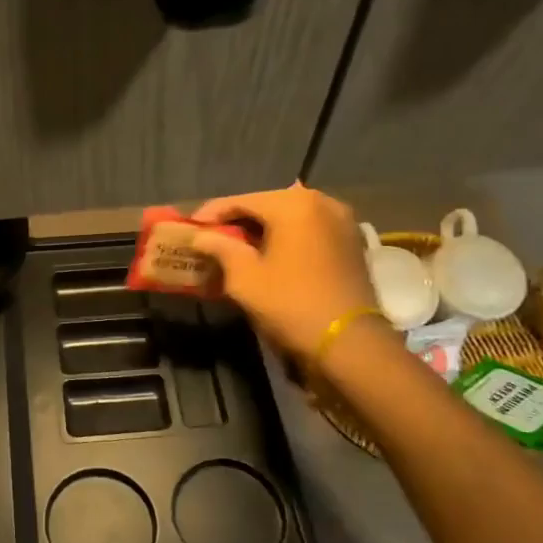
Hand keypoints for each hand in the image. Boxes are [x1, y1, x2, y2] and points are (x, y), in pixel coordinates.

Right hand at [187, 184, 378, 361]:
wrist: (350, 342)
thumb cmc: (291, 303)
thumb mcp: (244, 278)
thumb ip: (220, 248)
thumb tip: (202, 236)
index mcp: (294, 204)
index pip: (241, 200)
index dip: (211, 213)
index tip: (190, 226)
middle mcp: (322, 202)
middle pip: (268, 205)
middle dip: (239, 221)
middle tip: (212, 237)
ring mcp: (342, 221)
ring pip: (290, 218)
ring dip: (263, 230)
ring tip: (238, 247)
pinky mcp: (352, 242)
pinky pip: (309, 230)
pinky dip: (287, 238)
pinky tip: (270, 254)